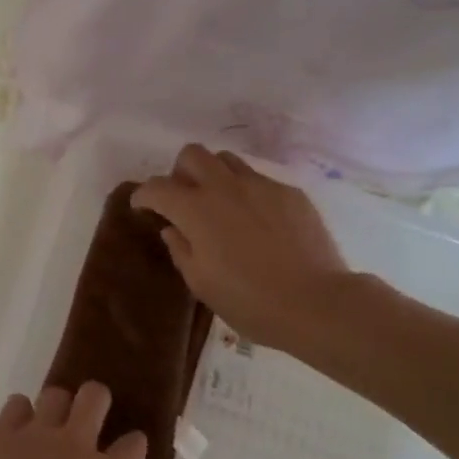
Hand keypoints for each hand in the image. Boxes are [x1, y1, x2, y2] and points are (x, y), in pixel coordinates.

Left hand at [0, 383, 177, 458]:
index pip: (134, 445)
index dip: (135, 446)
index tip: (129, 454)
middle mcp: (74, 445)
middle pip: (95, 397)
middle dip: (100, 401)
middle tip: (93, 422)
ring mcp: (36, 435)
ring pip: (56, 393)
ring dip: (60, 406)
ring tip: (55, 427)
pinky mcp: (1, 434)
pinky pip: (17, 403)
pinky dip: (22, 413)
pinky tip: (20, 433)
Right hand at [133, 143, 357, 352]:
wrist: (317, 303)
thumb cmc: (250, 301)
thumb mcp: (201, 283)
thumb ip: (180, 249)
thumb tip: (174, 228)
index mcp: (195, 209)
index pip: (157, 187)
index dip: (143, 195)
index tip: (142, 206)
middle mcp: (224, 187)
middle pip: (192, 154)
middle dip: (179, 172)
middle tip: (184, 199)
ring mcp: (260, 186)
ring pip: (226, 160)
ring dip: (214, 175)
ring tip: (220, 203)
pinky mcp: (289, 193)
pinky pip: (259, 180)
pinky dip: (248, 193)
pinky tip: (258, 222)